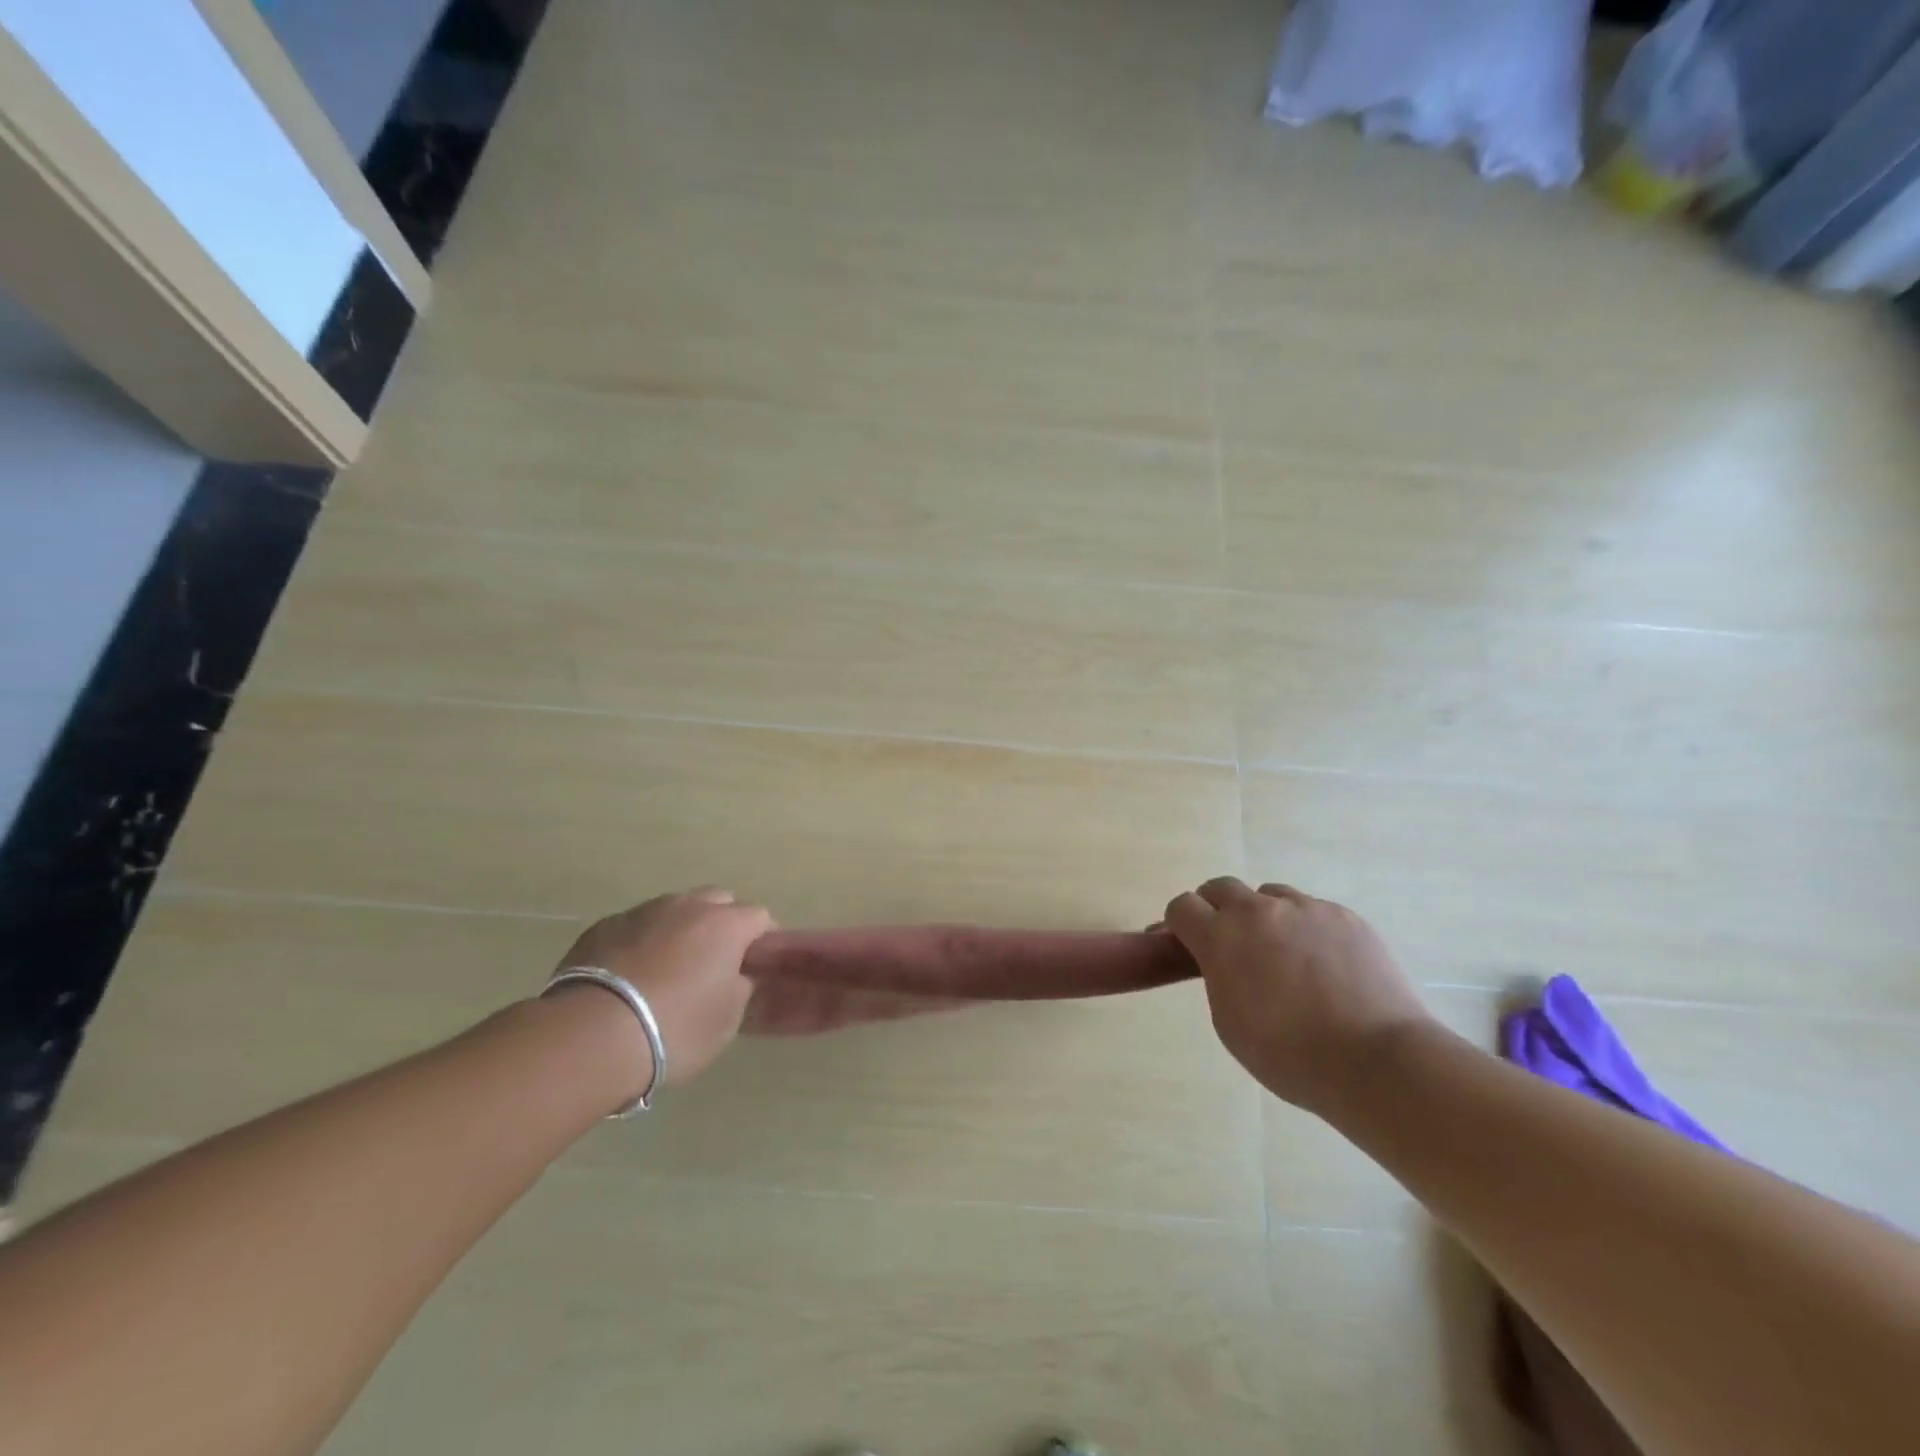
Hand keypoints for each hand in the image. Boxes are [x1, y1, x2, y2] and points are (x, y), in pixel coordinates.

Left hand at [553, 888, 773, 1087]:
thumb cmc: (675, 1028)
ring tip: (670, 966)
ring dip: (681, 928)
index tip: (755, 965)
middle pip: (718, 901)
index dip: (762, 939)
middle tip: (715, 961)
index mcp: (726, 925)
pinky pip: (636, 925)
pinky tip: (632, 973)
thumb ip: (740, 988)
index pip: (759, 917)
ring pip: (675, 908)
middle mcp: (688, 906)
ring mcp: (643, 912)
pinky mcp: (603, 926)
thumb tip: (737, 976)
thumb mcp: (727, 1020)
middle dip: (723, 923)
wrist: (591, 1035)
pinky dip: (643, 940)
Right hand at [1164, 876, 1435, 1114]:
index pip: (1182, 906)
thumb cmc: (1289, 1055)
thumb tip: (1221, 959)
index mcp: (1220, 937)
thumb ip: (1217, 977)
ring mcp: (1305, 908)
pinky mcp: (1344, 916)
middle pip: (1221, 888)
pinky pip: (1312, 910)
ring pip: (1269, 896)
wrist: (1376, 1061)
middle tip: (1230, 944)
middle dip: (1216, 910)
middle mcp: (1258, 911)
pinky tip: (1324, 964)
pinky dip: (1306, 929)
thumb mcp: (1228, 1022)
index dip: (1180, 925)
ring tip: (1283, 955)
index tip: (1188, 945)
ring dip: (1264, 916)